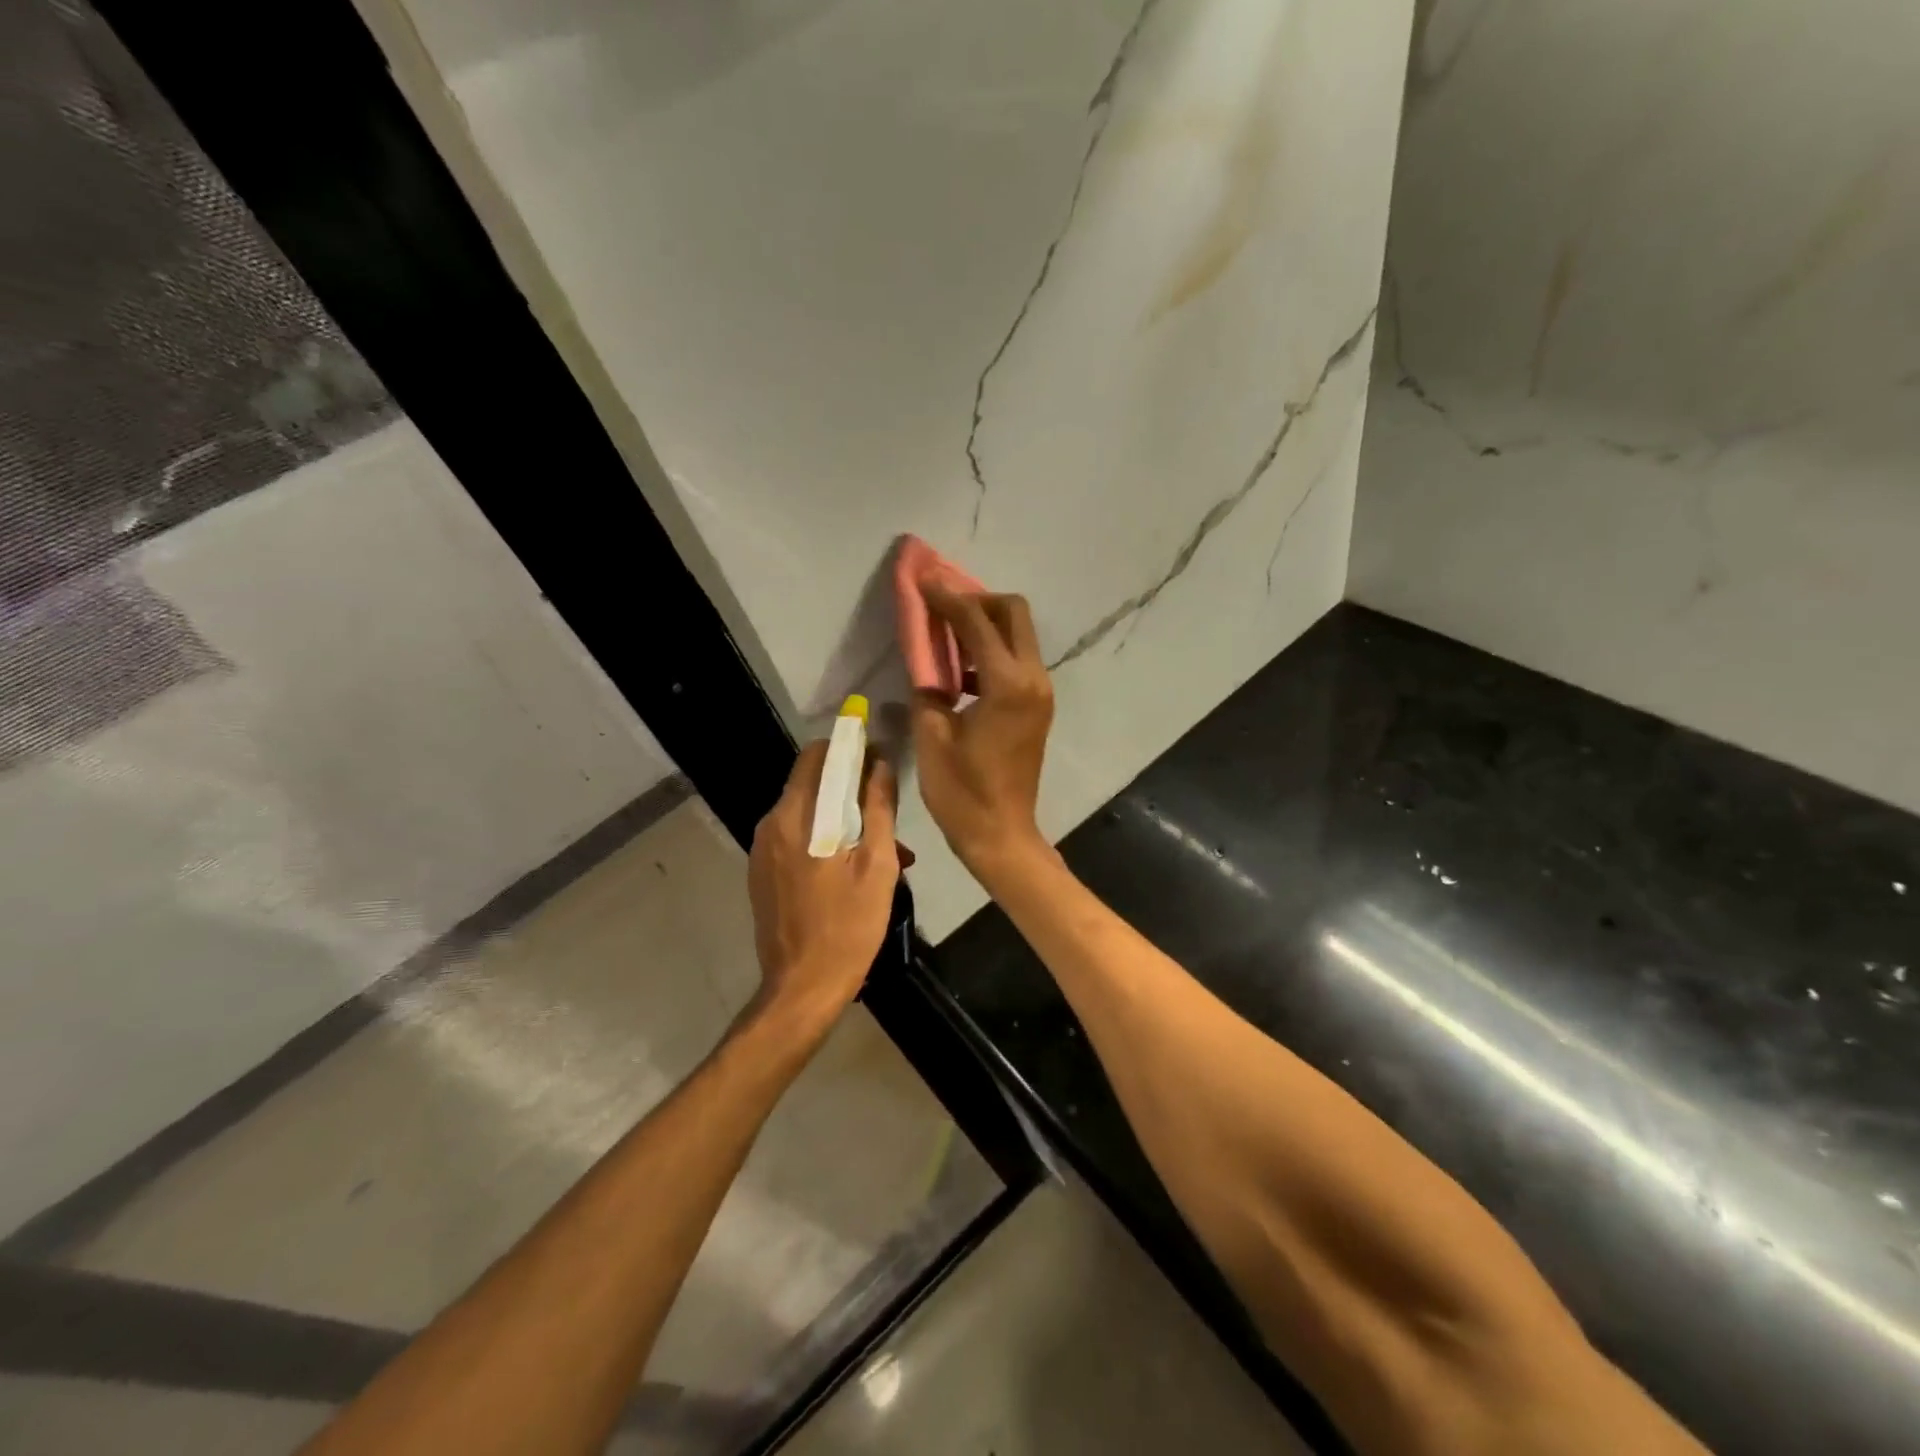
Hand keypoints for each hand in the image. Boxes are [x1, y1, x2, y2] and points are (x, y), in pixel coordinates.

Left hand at [747, 740, 904, 1028]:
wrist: (802, 988)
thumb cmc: (848, 926)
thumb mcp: (878, 865)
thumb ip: (879, 808)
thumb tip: (881, 764)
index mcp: (796, 817)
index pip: (816, 756)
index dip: (849, 749)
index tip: (878, 758)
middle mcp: (771, 825)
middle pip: (810, 783)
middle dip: (848, 786)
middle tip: (884, 810)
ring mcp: (761, 851)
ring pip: (805, 812)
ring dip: (839, 816)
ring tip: (878, 847)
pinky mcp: (762, 873)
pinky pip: (795, 838)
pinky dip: (823, 838)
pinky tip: (850, 867)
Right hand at [911, 588, 1054, 883]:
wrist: (1001, 834)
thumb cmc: (962, 792)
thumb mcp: (932, 736)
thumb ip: (927, 687)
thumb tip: (924, 659)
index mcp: (1007, 685)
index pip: (976, 622)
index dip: (946, 597)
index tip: (922, 580)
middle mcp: (1033, 680)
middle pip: (1013, 613)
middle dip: (977, 600)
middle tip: (941, 608)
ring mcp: (1040, 693)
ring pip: (1018, 635)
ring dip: (985, 625)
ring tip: (944, 634)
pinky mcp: (1037, 707)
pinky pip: (1017, 661)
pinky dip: (991, 651)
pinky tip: (959, 668)